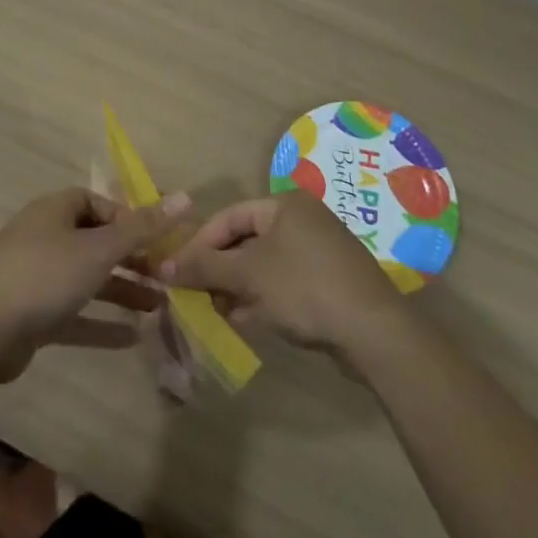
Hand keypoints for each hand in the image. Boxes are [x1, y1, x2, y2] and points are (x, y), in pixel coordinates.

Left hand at [0, 187, 189, 385]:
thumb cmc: (43, 275)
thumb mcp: (99, 249)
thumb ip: (143, 227)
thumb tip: (187, 196)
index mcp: (55, 210)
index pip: (98, 203)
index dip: (128, 218)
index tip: (156, 240)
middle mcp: (45, 237)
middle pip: (95, 241)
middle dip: (131, 258)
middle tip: (166, 277)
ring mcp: (35, 277)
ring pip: (86, 278)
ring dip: (121, 291)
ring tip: (159, 307)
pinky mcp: (30, 315)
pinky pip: (72, 313)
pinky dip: (99, 322)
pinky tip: (130, 339)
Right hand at [160, 192, 404, 353]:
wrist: (374, 332)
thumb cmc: (304, 288)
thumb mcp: (248, 275)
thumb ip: (204, 267)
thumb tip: (163, 266)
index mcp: (284, 205)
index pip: (229, 216)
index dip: (199, 244)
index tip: (176, 271)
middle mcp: (302, 220)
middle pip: (246, 241)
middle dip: (219, 269)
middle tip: (196, 295)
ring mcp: (319, 251)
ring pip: (264, 265)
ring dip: (239, 288)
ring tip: (219, 312)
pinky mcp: (330, 282)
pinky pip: (285, 284)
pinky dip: (264, 299)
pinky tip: (248, 321)